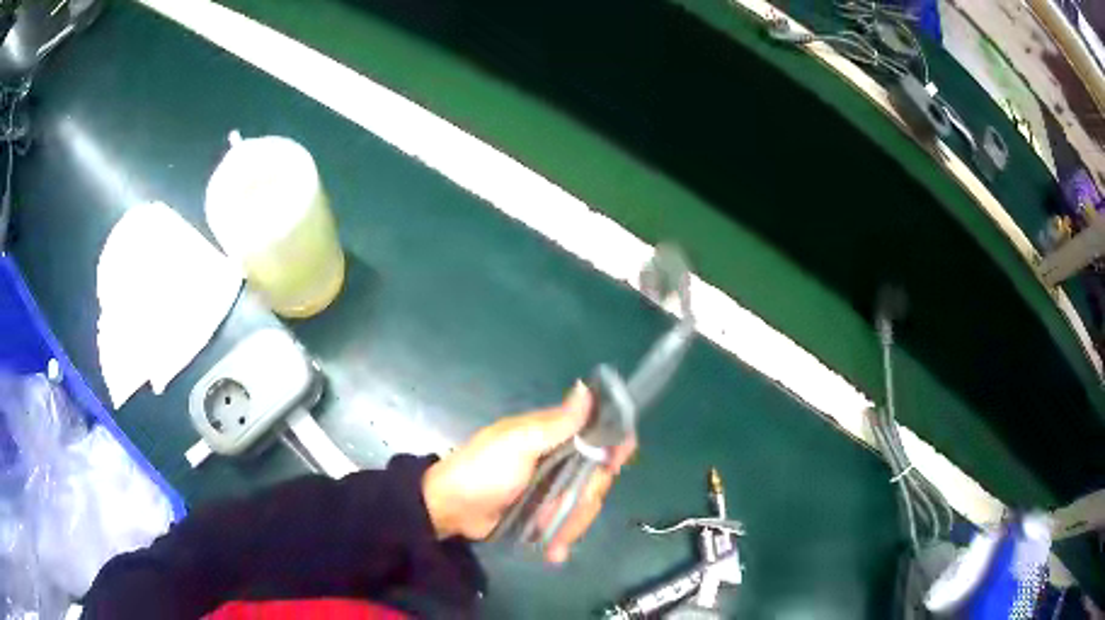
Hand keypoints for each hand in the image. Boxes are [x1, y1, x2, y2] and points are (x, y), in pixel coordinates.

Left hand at [422, 382, 635, 562]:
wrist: (452, 508)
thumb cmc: (483, 469)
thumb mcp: (518, 443)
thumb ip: (556, 423)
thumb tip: (587, 387)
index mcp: (554, 434)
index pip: (599, 433)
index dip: (615, 445)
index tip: (616, 462)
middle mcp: (560, 459)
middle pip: (597, 477)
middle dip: (586, 499)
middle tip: (565, 510)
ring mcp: (554, 488)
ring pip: (584, 504)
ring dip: (572, 526)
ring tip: (554, 543)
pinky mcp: (546, 512)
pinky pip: (568, 522)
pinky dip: (563, 538)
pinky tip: (554, 552)